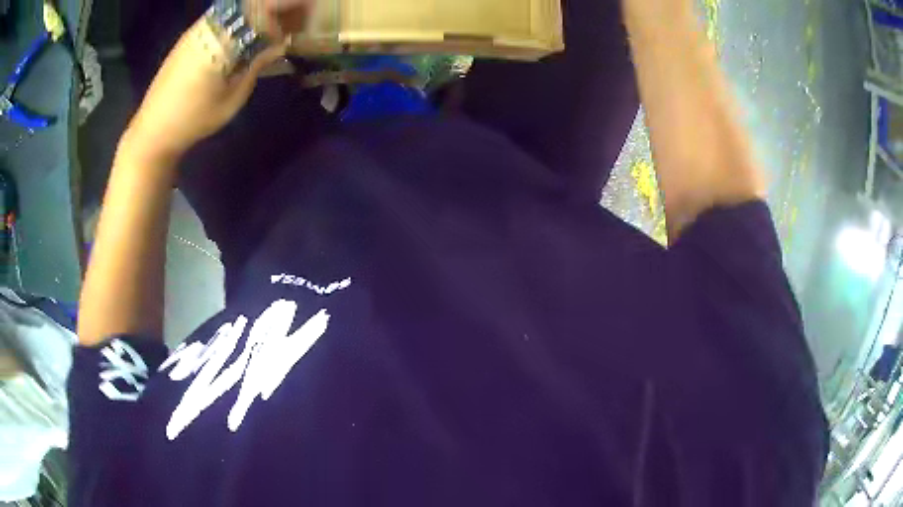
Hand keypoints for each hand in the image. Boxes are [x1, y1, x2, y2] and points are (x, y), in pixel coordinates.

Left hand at [123, 0, 314, 160]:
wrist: (152, 131)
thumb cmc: (194, 120)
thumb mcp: (231, 99)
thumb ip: (256, 67)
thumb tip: (277, 46)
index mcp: (222, 41)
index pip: (261, 10)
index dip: (285, 8)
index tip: (299, 19)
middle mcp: (208, 28)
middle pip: (247, 5)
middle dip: (271, 10)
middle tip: (285, 24)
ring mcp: (195, 30)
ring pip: (232, 9)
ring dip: (252, 14)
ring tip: (266, 29)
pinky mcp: (186, 38)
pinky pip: (218, 17)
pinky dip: (236, 20)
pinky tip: (240, 34)